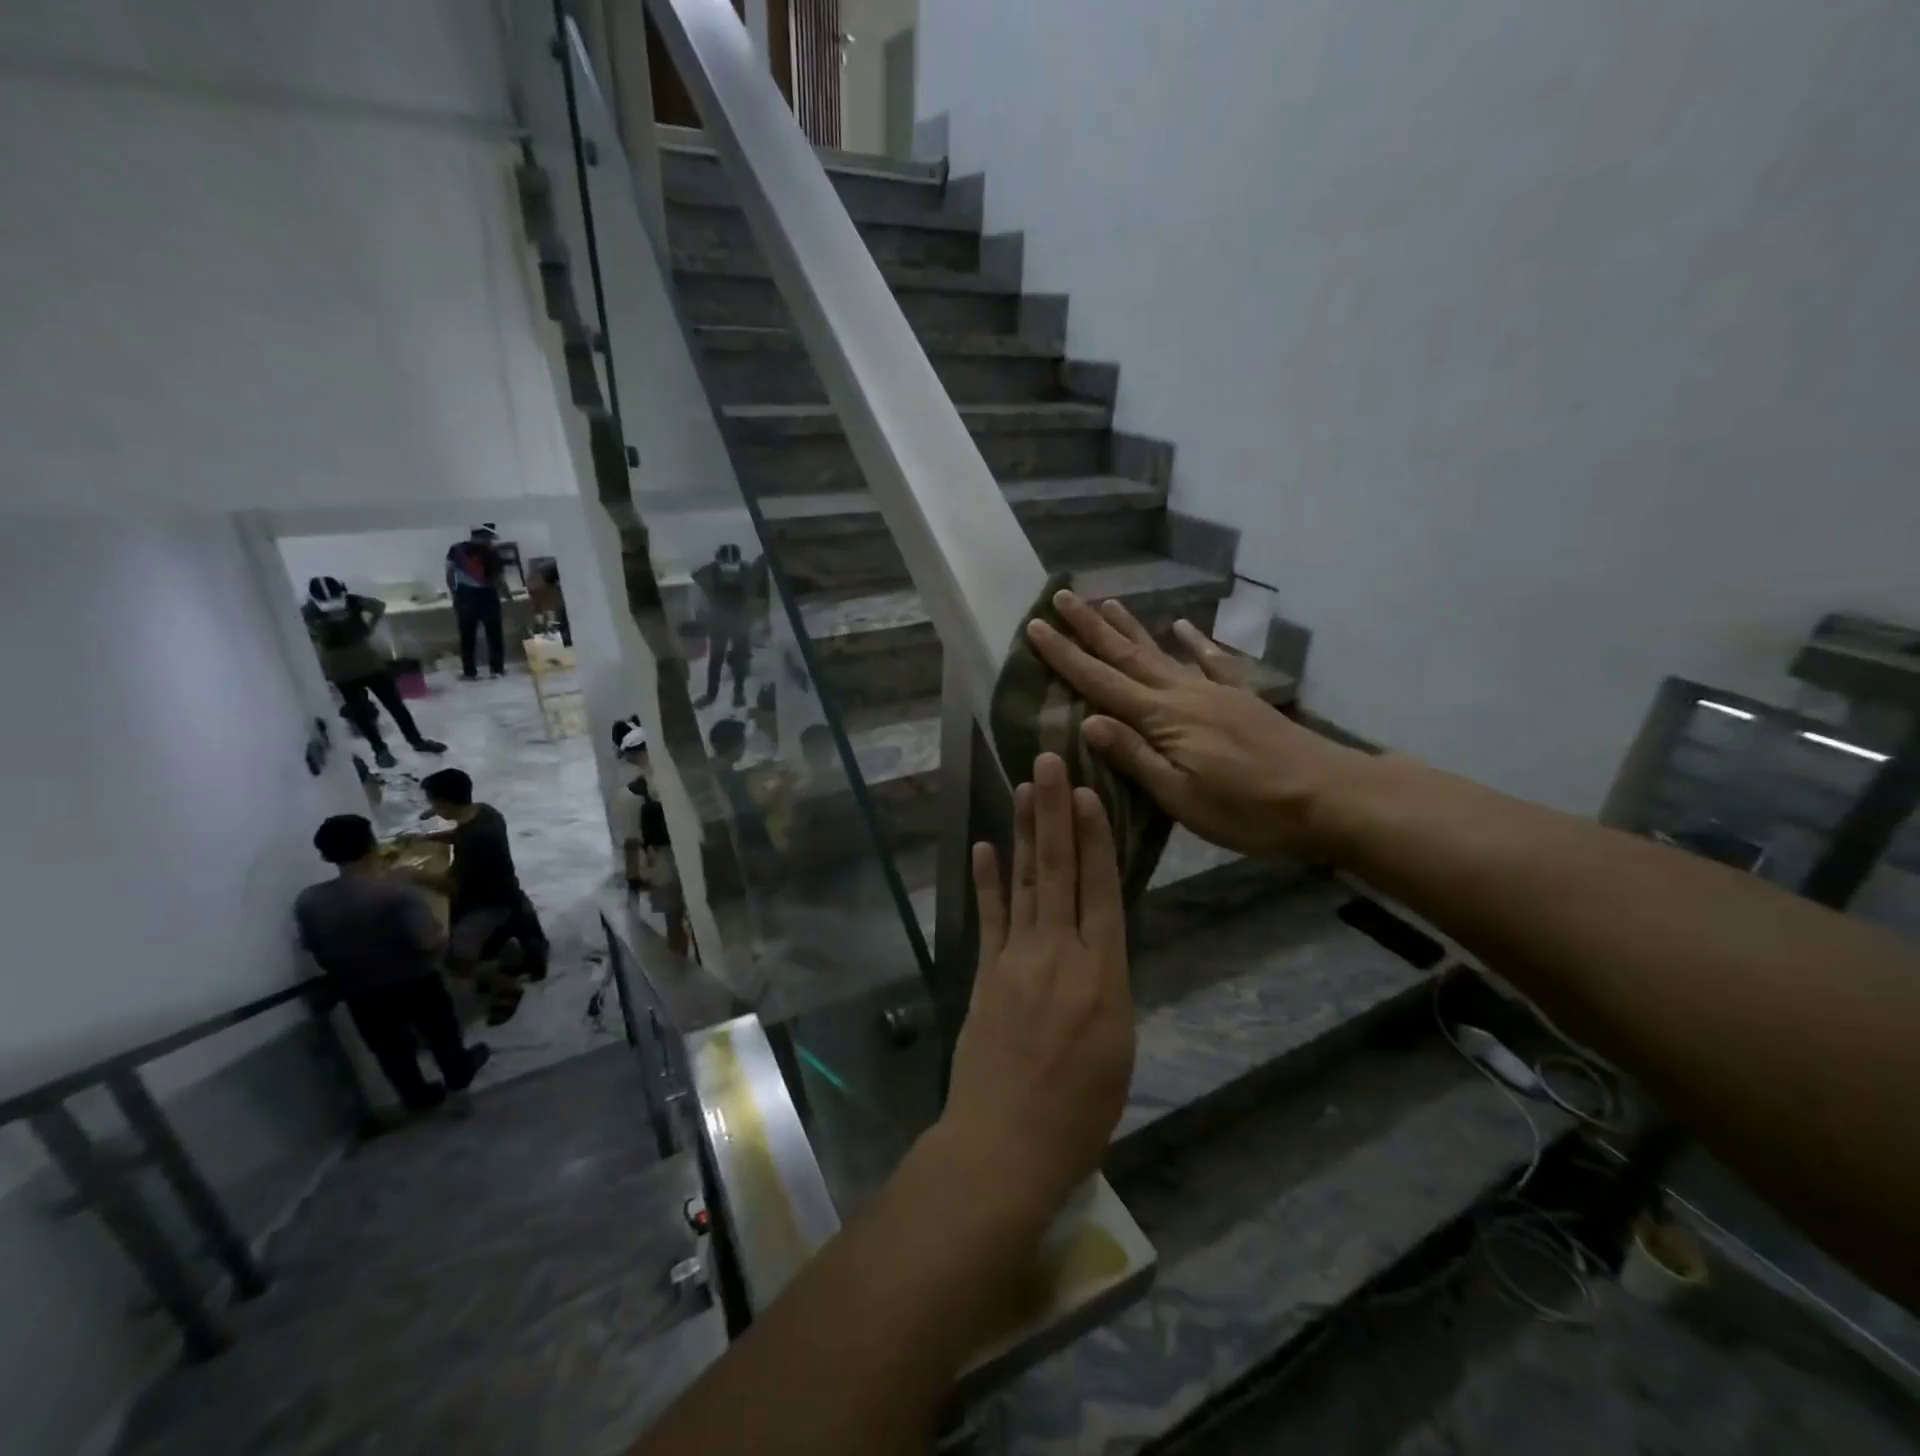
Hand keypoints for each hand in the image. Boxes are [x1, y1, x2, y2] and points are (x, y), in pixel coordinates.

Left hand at [940, 753, 1134, 1221]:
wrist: (1007, 1144)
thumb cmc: (1080, 1112)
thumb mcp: (1119, 1049)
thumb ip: (1109, 988)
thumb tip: (1101, 947)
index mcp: (1103, 975)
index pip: (1101, 890)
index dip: (1095, 838)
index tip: (1088, 793)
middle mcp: (1059, 953)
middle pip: (1059, 871)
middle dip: (1054, 812)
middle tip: (1048, 762)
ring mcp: (1016, 959)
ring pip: (1025, 883)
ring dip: (1024, 832)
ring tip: (1023, 789)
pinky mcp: (985, 974)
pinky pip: (988, 917)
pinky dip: (987, 880)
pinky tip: (985, 846)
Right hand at [1025, 591, 1364, 856]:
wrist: (1326, 795)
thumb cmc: (1247, 807)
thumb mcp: (1180, 795)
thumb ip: (1134, 756)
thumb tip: (1087, 722)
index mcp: (1161, 719)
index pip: (1100, 682)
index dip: (1065, 656)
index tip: (1035, 628)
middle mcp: (1182, 693)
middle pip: (1126, 655)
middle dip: (1089, 627)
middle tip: (1061, 598)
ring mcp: (1213, 691)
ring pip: (1161, 652)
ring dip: (1130, 627)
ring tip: (1106, 601)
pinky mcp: (1240, 698)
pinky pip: (1212, 662)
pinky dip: (1195, 642)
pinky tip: (1184, 627)